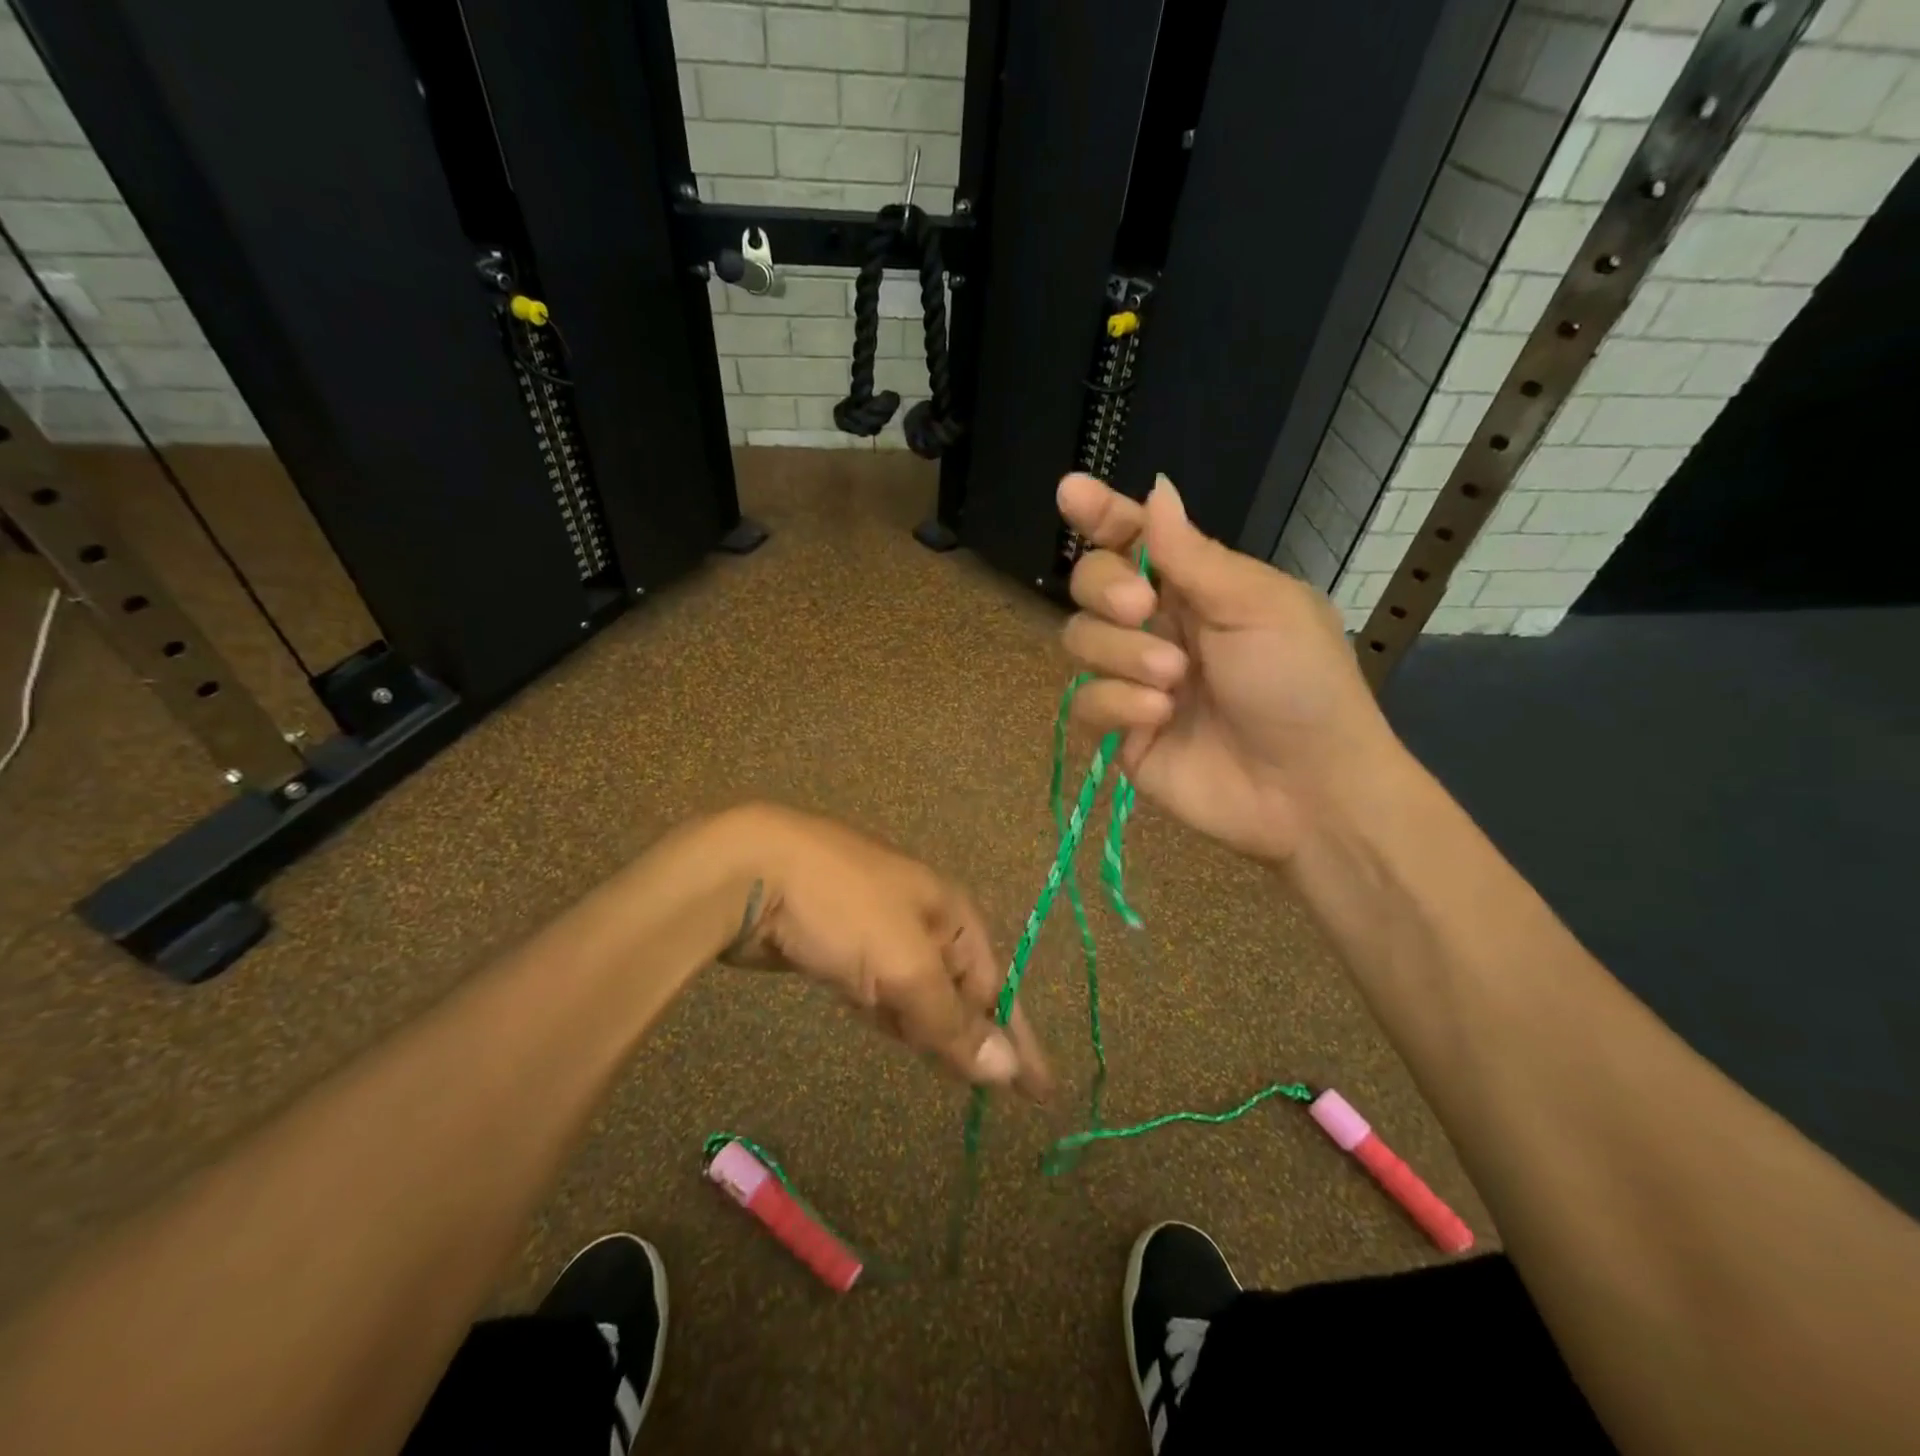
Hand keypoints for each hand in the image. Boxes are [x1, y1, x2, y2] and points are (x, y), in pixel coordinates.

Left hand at [717, 804, 1052, 1100]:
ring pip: (916, 989)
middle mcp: (920, 916)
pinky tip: (890, 1027)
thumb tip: (1008, 1069)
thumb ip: (952, 1021)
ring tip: (949, 1068)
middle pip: (959, 987)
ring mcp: (876, 927)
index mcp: (949, 910)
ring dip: (930, 1027)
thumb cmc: (843, 909)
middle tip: (995, 1090)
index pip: (997, 983)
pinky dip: (888, 1013)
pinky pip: (878, 987)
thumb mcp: (905, 966)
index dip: (1018, 1037)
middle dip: (975, 1034)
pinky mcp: (836, 943)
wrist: (751, 870)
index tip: (1041, 1092)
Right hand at [1057, 473, 1400, 863]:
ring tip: (1173, 680)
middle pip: (1089, 583)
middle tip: (1142, 608)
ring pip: (1079, 640)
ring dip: (1121, 654)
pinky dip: (1117, 705)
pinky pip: (1084, 702)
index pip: (1134, 539)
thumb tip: (1156, 490)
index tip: (1070, 491)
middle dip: (1105, 588)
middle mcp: (1156, 627)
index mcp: (1196, 588)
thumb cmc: (1299, 683)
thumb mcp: (1258, 606)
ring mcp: (1134, 680)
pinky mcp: (1120, 730)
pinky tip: (1159, 717)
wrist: (1307, 788)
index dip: (1100, 514)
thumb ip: (1193, 555)